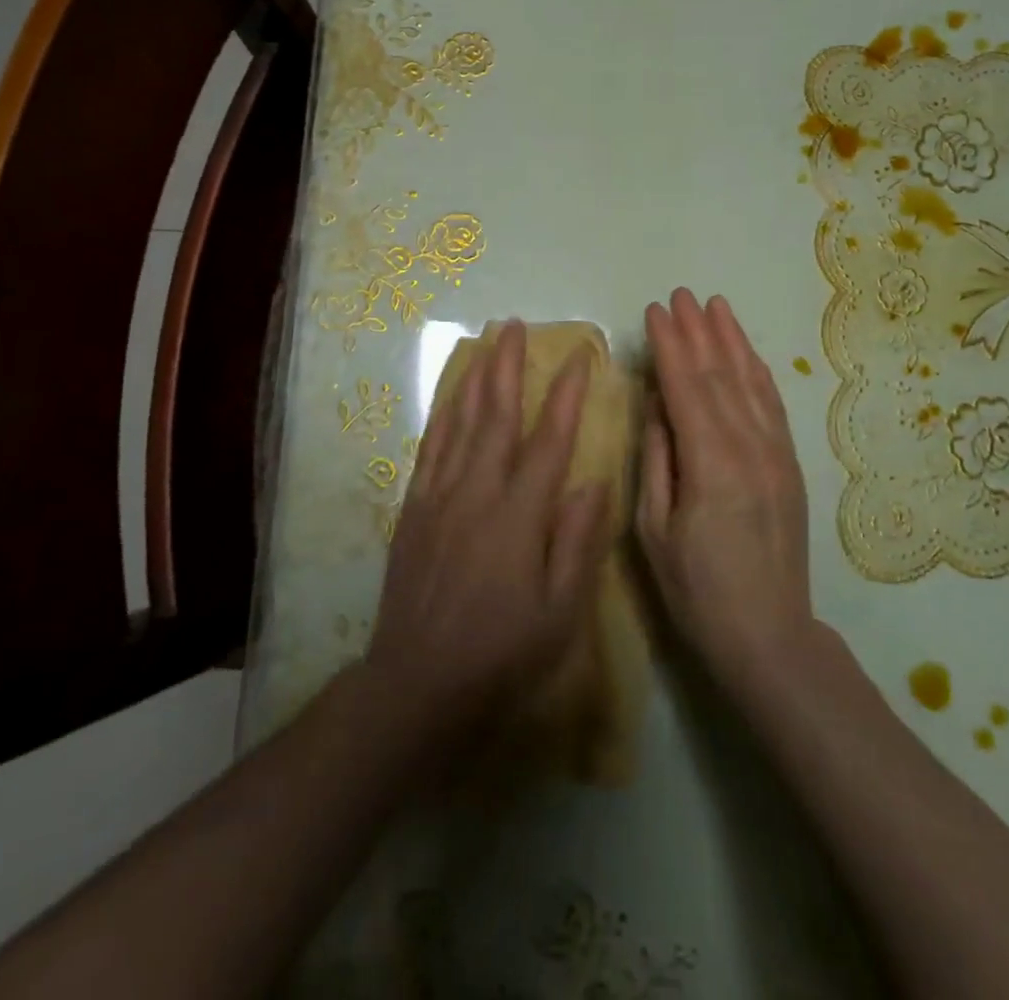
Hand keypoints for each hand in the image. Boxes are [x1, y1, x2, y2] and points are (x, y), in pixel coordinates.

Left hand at [366, 320, 613, 737]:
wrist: (418, 682)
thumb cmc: (501, 651)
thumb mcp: (559, 612)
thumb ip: (578, 543)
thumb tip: (593, 481)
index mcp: (519, 515)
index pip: (549, 439)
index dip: (566, 394)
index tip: (579, 355)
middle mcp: (477, 492)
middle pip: (497, 415)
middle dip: (509, 366)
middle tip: (516, 325)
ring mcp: (440, 496)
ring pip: (460, 422)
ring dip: (475, 377)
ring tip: (485, 342)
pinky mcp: (414, 508)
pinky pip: (430, 447)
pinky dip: (442, 412)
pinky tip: (450, 393)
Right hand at [639, 289, 815, 693]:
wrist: (768, 633)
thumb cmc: (697, 589)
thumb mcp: (655, 529)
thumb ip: (658, 458)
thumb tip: (658, 404)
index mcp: (710, 463)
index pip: (685, 387)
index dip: (669, 345)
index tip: (656, 311)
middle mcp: (749, 446)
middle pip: (719, 375)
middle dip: (698, 331)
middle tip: (680, 294)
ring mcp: (776, 453)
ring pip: (750, 382)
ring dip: (731, 340)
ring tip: (715, 305)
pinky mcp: (789, 463)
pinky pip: (773, 405)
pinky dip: (757, 371)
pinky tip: (746, 352)